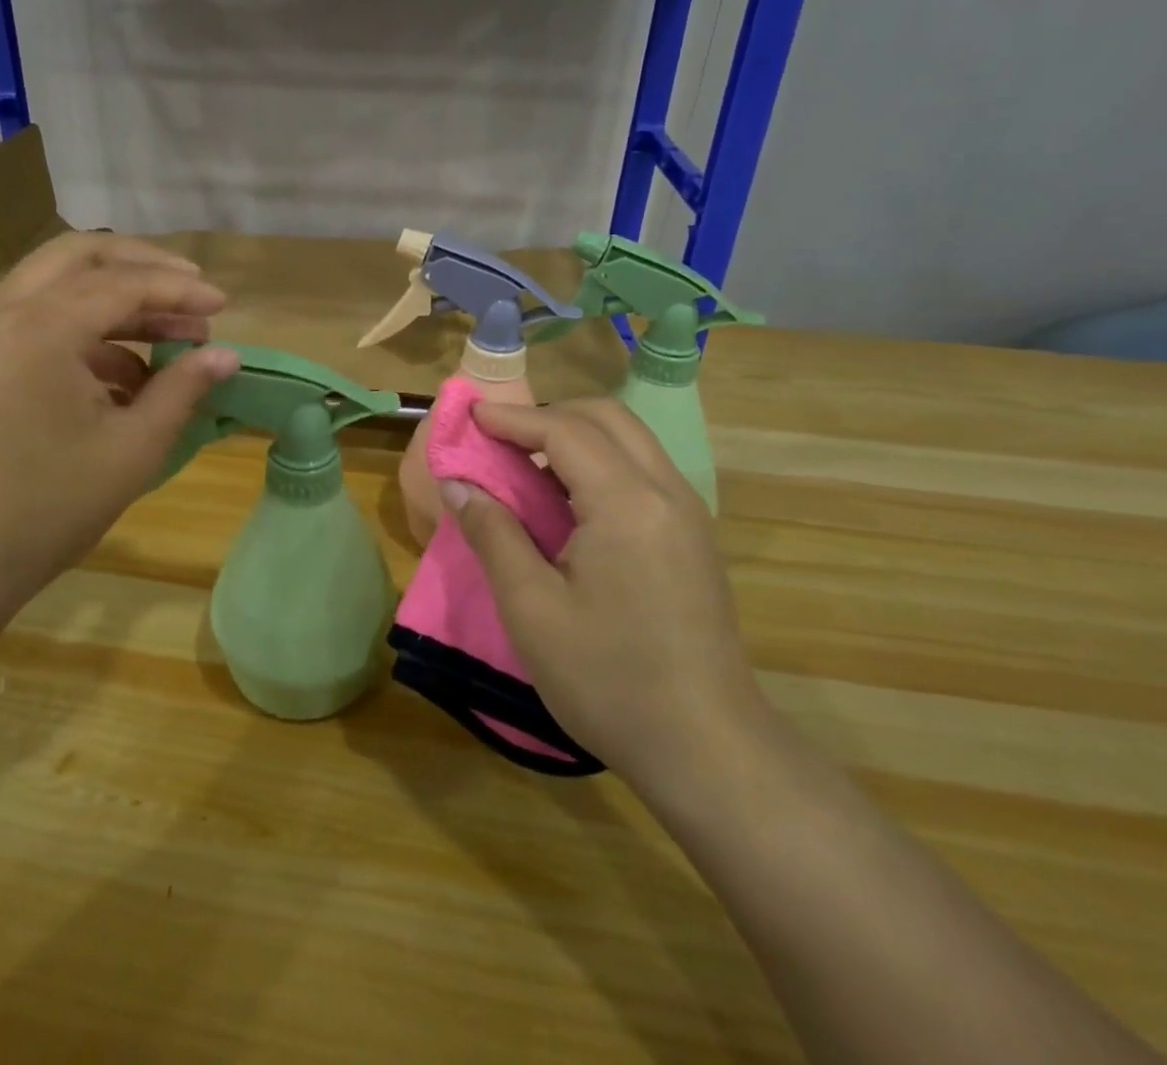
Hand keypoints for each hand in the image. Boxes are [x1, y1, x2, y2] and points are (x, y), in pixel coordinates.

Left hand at [0, 233, 240, 628]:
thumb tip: (228, 355)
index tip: (224, 305)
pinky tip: (123, 370)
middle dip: (142, 265)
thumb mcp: (132, 448)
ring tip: (168, 332)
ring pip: (54, 280)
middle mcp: (1, 310)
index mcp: (39, 328)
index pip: (123, 283)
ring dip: (113, 294)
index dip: (180, 290)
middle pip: (80, 255)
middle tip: (190, 290)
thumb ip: (182, 389)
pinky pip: (35, 314)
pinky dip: (82, 325)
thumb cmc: (48, 508)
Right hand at [441, 399, 769, 798]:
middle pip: (606, 418)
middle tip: (499, 440)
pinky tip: (568, 503)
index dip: (512, 418)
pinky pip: (643, 471)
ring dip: (575, 437)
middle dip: (548, 416)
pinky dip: (599, 463)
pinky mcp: (694, 537)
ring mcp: (688, 514)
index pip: (564, 431)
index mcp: (627, 503)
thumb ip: (493, 534)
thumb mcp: (531, 609)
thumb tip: (457, 484)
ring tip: (526, 466)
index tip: (470, 417)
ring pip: (630, 441)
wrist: (708, 749)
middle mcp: (666, 492)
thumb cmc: (609, 680)